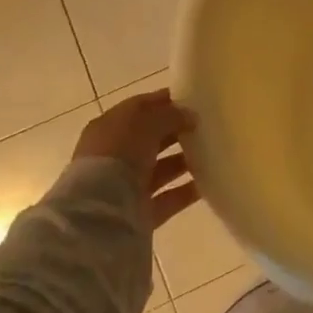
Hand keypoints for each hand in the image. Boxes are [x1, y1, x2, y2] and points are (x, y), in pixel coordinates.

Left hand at [75, 89, 199, 227]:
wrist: (100, 213)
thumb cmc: (119, 155)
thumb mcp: (146, 124)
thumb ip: (170, 115)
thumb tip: (190, 116)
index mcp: (109, 128)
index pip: (139, 108)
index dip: (164, 102)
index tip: (192, 99)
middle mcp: (115, 155)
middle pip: (150, 139)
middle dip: (176, 132)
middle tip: (205, 126)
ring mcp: (127, 185)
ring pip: (161, 169)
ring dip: (184, 161)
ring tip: (213, 153)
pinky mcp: (140, 212)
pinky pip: (169, 197)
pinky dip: (187, 191)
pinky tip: (208, 182)